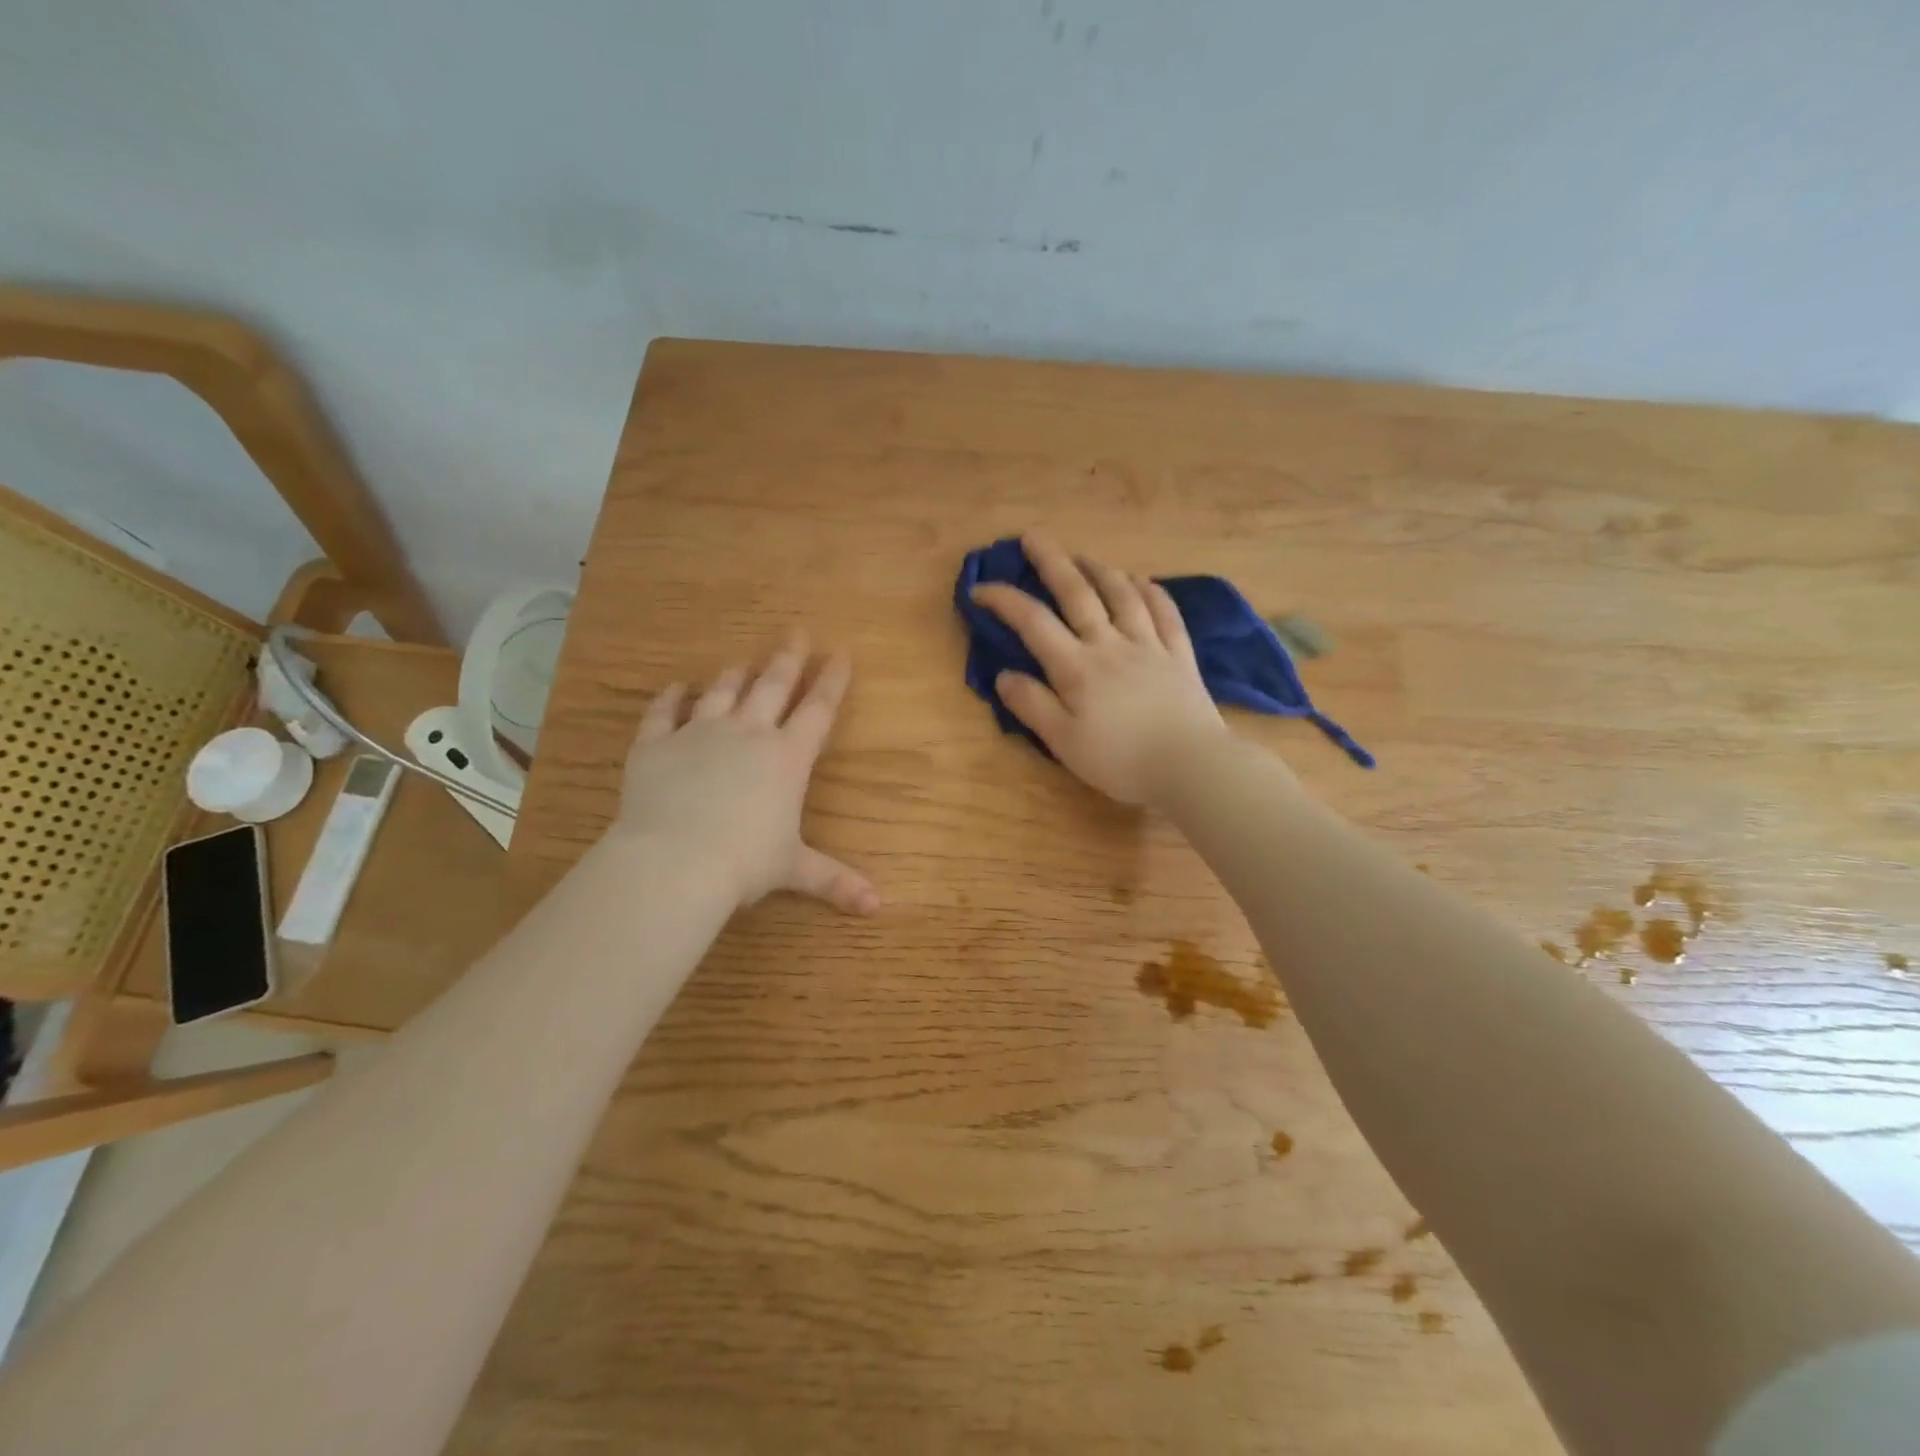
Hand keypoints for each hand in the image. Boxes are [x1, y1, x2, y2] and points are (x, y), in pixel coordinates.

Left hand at [615, 634, 878, 913]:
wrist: (674, 861)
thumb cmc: (744, 863)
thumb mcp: (793, 869)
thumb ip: (834, 880)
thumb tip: (876, 907)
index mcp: (787, 758)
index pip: (818, 710)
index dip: (833, 681)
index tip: (842, 653)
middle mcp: (748, 733)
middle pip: (773, 685)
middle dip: (789, 658)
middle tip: (797, 631)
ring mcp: (699, 733)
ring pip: (722, 691)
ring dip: (735, 674)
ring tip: (742, 661)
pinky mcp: (656, 744)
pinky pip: (663, 712)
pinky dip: (670, 698)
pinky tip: (676, 687)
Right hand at [969, 534, 1227, 803]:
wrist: (1190, 765)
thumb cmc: (1120, 760)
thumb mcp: (1064, 742)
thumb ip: (1032, 705)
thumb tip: (1003, 675)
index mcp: (1077, 667)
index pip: (1033, 622)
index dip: (1004, 600)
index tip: (979, 589)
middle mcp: (1110, 644)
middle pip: (1077, 593)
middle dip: (1051, 561)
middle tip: (1032, 536)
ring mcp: (1149, 645)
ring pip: (1122, 594)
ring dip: (1099, 569)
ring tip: (1082, 556)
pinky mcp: (1179, 654)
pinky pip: (1165, 612)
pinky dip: (1151, 591)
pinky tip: (1142, 580)